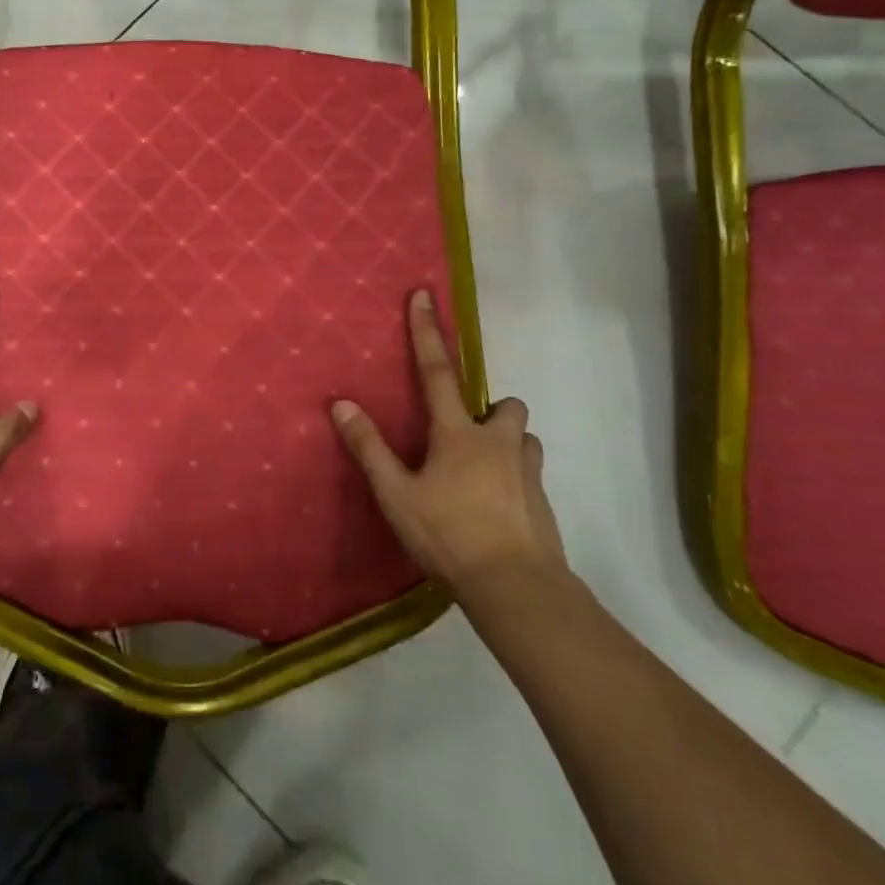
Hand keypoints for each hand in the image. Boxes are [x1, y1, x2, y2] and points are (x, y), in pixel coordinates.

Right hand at [331, 289, 566, 609]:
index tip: (424, 294)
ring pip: (523, 437)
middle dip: (490, 407)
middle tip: (467, 430)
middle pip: (505, 404)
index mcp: (458, 434)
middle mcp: (498, 442)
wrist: (518, 589)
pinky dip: (514, 476)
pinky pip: (530, 472)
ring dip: (506, 442)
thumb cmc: (449, 535)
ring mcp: (527, 471)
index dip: (427, 332)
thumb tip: (341, 403)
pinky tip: (496, 505)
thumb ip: (369, 448)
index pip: (438, 370)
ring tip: (482, 470)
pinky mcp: (543, 501)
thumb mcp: (396, 494)